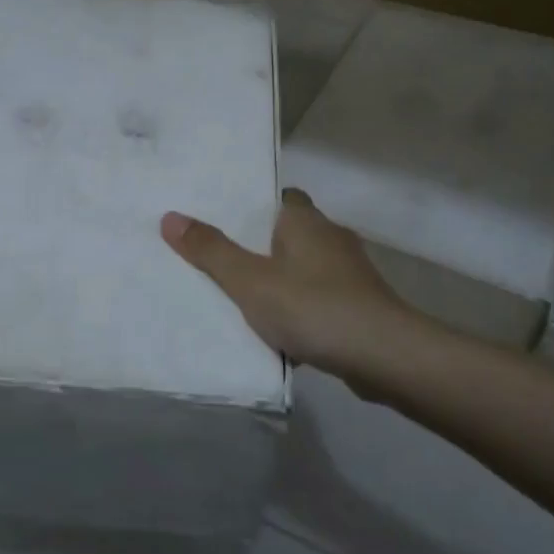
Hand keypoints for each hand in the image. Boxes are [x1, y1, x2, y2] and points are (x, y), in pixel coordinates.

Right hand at [160, 189, 422, 400]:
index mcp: (306, 220)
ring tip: (244, 298)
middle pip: (290, 234)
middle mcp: (331, 237)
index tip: (225, 221)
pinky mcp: (360, 304)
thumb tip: (170, 216)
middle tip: (222, 261)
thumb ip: (211, 251)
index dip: (254, 206)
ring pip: (305, 268)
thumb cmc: (312, 306)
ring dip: (282, 281)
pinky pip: (319, 298)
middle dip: (262, 247)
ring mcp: (350, 272)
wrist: (383, 355)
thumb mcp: (250, 281)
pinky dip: (301, 308)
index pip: (280, 197)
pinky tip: (282, 331)